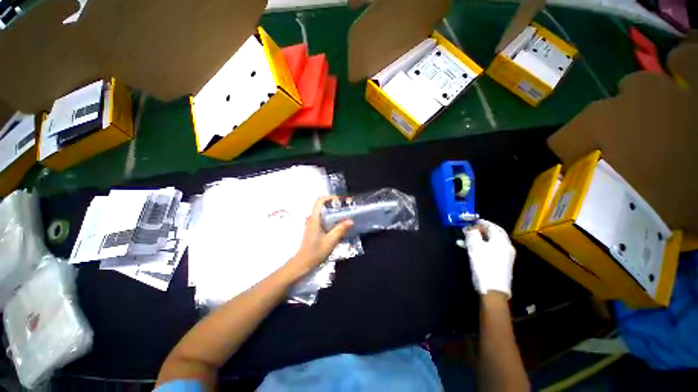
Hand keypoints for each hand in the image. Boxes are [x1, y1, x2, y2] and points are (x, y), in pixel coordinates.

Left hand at [286, 197, 353, 277]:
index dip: (330, 198)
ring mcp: (312, 224)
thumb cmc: (316, 251)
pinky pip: (324, 219)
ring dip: (334, 212)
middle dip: (335, 205)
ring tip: (345, 216)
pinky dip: (332, 219)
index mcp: (314, 218)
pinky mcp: (314, 229)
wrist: (304, 263)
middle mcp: (312, 218)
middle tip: (347, 208)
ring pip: (324, 213)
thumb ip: (340, 229)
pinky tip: (339, 226)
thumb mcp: (331, 240)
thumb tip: (351, 220)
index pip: (320, 201)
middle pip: (323, 206)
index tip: (341, 201)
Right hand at [458, 219, 515, 297]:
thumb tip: (470, 228)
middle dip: (478, 230)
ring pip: (489, 242)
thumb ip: (472, 233)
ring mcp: (504, 256)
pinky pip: (489, 250)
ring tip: (462, 239)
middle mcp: (506, 246)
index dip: (480, 222)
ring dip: (476, 239)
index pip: (491, 225)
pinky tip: (468, 249)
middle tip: (466, 229)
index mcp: (501, 240)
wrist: (493, 290)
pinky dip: (479, 247)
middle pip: (492, 233)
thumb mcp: (475, 246)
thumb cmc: (484, 264)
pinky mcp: (500, 263)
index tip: (469, 221)